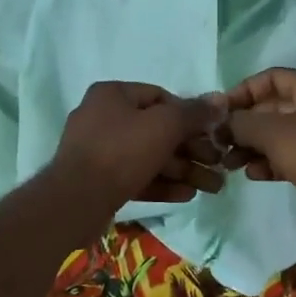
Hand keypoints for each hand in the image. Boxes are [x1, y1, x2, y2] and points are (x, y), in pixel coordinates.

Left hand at [48, 81, 228, 214]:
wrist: (75, 202)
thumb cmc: (121, 151)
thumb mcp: (165, 126)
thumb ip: (194, 113)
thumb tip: (221, 100)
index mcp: (112, 94)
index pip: (160, 97)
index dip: (189, 114)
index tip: (211, 133)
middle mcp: (102, 117)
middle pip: (157, 129)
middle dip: (191, 149)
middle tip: (218, 165)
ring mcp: (98, 151)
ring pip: (149, 156)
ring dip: (182, 170)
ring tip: (212, 186)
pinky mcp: (98, 181)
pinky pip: (136, 176)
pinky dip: (161, 183)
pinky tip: (187, 195)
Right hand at [222, 68, 295, 221]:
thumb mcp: (272, 132)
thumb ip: (241, 123)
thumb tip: (222, 123)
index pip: (272, 78)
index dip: (243, 91)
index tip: (221, 111)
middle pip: (275, 108)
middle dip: (245, 125)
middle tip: (221, 142)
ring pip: (282, 135)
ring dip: (254, 147)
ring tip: (230, 163)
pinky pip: (293, 155)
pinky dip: (272, 162)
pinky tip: (253, 175)